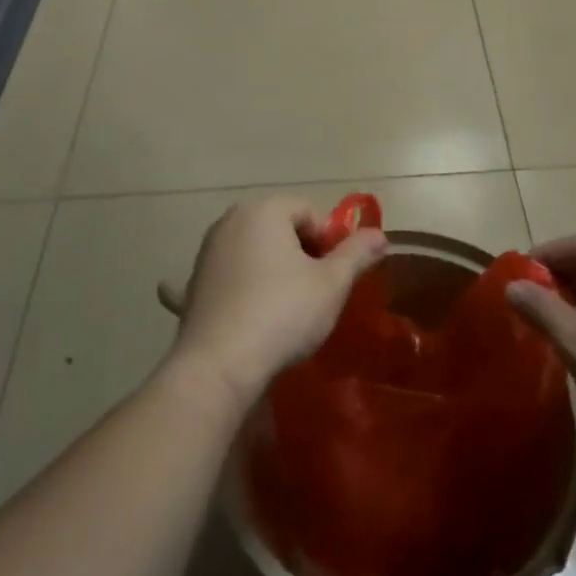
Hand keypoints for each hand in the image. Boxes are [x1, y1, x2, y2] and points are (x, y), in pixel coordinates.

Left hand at [166, 196, 388, 412]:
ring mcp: (208, 250)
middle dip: (302, 253)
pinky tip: (253, 314)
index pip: (309, 211)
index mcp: (264, 210)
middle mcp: (231, 220)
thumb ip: (357, 254)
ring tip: (288, 307)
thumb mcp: (332, 284)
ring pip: (256, 250)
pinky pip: (231, 273)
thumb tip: (380, 235)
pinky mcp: (195, 282)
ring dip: (275, 269)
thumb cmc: (283, 313)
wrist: (219, 365)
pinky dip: (246, 285)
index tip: (334, 275)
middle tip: (316, 291)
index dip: (329, 241)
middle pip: (281, 227)